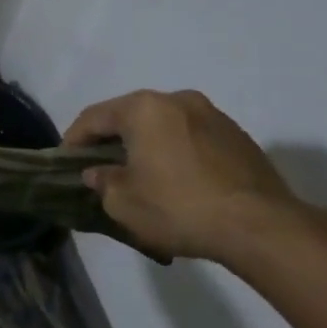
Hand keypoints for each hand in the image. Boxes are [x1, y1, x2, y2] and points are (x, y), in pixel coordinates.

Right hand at [62, 90, 299, 263]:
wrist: (261, 227)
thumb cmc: (179, 207)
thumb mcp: (123, 202)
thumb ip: (102, 181)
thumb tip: (98, 173)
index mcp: (144, 108)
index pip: (94, 117)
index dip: (74, 139)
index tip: (64, 161)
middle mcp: (178, 100)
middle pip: (130, 115)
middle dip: (111, 139)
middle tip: (99, 165)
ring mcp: (213, 115)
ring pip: (164, 125)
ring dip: (146, 144)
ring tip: (139, 173)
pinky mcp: (239, 137)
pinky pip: (192, 138)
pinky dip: (176, 152)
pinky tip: (175, 179)